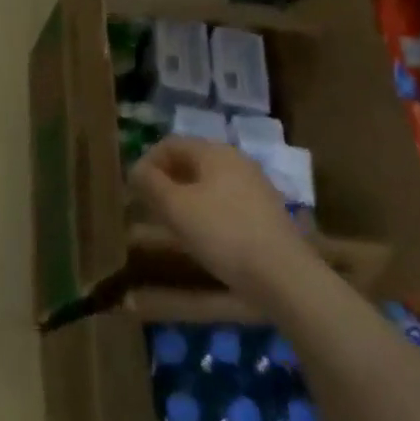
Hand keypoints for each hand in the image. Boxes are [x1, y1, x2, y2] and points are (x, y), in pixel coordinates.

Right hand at [130, 137, 313, 296]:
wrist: (284, 276)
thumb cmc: (222, 233)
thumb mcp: (175, 207)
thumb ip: (150, 183)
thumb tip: (137, 170)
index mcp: (215, 152)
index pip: (170, 144)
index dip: (147, 162)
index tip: (135, 189)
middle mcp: (237, 161)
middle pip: (191, 161)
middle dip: (167, 180)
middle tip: (151, 206)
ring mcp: (256, 186)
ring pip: (209, 182)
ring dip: (185, 196)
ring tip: (173, 223)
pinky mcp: (266, 212)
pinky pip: (226, 200)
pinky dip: (207, 210)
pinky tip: (204, 236)